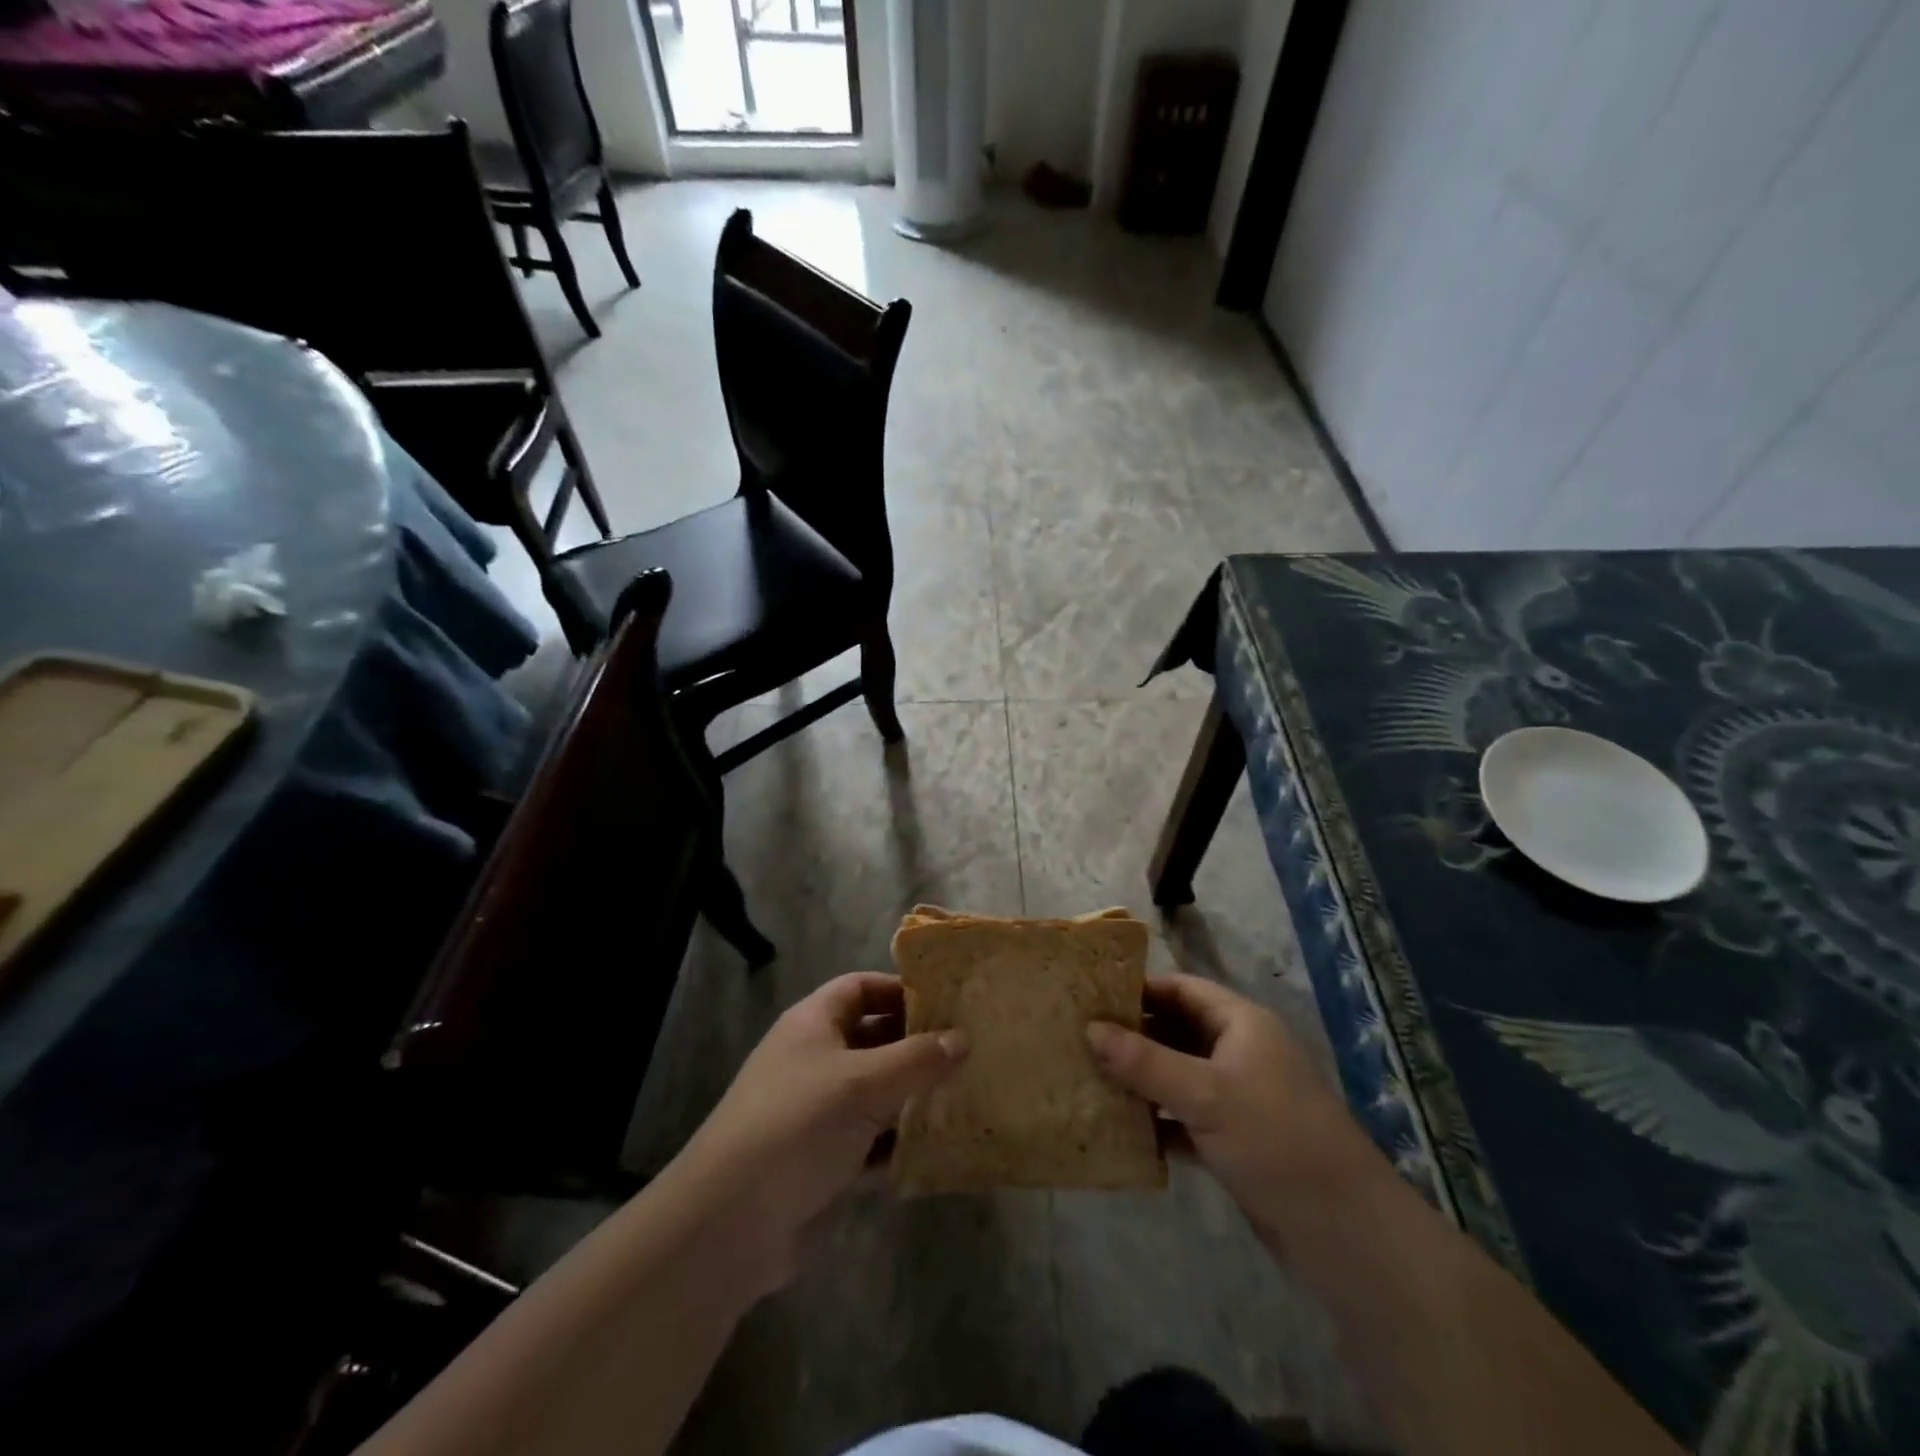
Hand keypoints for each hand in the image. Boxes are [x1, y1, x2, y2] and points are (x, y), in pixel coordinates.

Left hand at [670, 972, 967, 1293]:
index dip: (900, 989)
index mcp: (813, 1024)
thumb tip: (963, 1038)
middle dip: (918, 1046)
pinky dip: (903, 1143)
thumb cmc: (796, 1126)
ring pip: (879, 1093)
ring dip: (916, 1096)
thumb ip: (916, 1059)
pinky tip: (944, 1147)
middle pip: (875, 1039)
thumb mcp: (861, 1084)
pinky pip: (875, 1141)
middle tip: (972, 1050)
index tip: (947, 1002)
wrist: (729, 1226)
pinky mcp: (827, 1160)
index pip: (861, 988)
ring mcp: (820, 1112)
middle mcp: (816, 1060)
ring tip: (971, 1095)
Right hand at [1086, 973, 1384, 1253]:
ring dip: (1140, 1080)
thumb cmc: (1276, 1140)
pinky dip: (1156, 1120)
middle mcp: (1238, 1052)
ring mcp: (1237, 1097)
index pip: (1181, 989)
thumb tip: (1090, 1028)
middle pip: (1176, 1030)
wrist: (1346, 1233)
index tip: (1091, 997)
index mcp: (1241, 1024)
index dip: (1139, 989)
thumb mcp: (1205, 1095)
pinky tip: (1118, 1128)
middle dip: (1132, 1036)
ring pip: (1177, 1075)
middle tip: (1079, 1039)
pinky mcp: (1233, 1139)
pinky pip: (1183, 1116)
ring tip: (1088, 1079)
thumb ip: (1145, 1062)